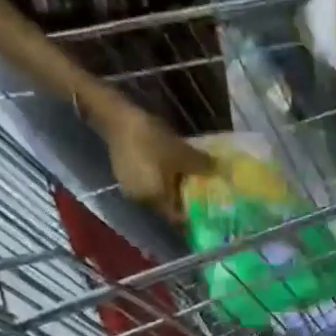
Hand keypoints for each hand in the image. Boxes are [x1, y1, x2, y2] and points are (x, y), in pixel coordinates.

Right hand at [99, 101, 214, 220]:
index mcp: (156, 201)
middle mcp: (142, 201)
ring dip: (170, 189)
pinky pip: (147, 183)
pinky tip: (167, 167)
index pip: (178, 219)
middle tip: (199, 192)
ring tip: (185, 178)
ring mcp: (130, 189)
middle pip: (167, 207)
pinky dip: (159, 179)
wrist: (116, 116)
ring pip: (157, 194)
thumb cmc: (151, 140)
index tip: (208, 211)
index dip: (194, 216)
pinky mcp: (124, 175)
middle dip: (183, 201)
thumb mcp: (182, 153)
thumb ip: (202, 166)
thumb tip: (219, 171)